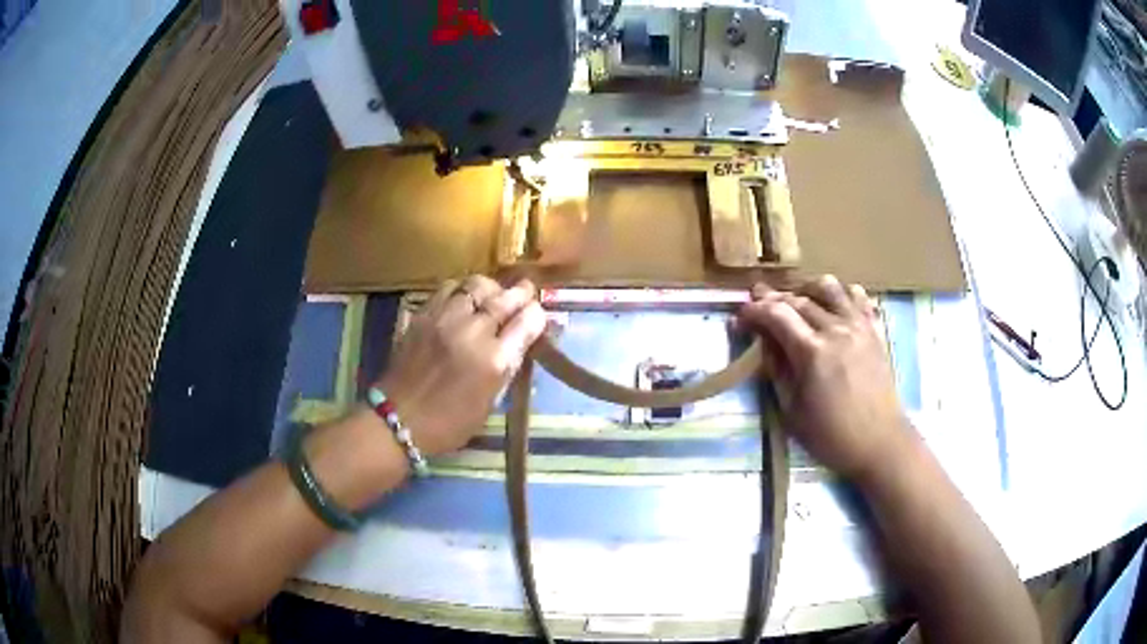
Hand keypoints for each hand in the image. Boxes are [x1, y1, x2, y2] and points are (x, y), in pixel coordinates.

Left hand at [378, 276, 546, 455]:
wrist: (398, 419)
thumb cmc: (450, 423)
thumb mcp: (490, 403)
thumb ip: (509, 367)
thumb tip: (524, 341)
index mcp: (495, 361)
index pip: (528, 321)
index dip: (538, 315)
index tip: (538, 316)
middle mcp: (473, 333)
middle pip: (505, 298)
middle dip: (521, 293)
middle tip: (525, 293)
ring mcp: (445, 319)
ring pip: (476, 284)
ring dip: (491, 288)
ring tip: (492, 295)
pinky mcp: (423, 314)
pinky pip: (448, 288)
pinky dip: (462, 290)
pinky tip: (463, 300)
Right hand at [738, 275, 911, 478]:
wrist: (879, 442)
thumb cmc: (831, 435)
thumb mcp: (792, 410)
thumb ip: (776, 369)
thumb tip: (762, 341)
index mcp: (812, 352)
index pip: (776, 314)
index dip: (754, 311)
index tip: (740, 317)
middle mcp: (836, 329)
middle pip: (799, 298)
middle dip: (773, 298)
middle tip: (757, 303)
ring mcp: (858, 326)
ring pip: (829, 287)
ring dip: (806, 288)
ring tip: (796, 300)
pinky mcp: (874, 330)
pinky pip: (857, 296)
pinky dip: (840, 293)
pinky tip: (832, 306)